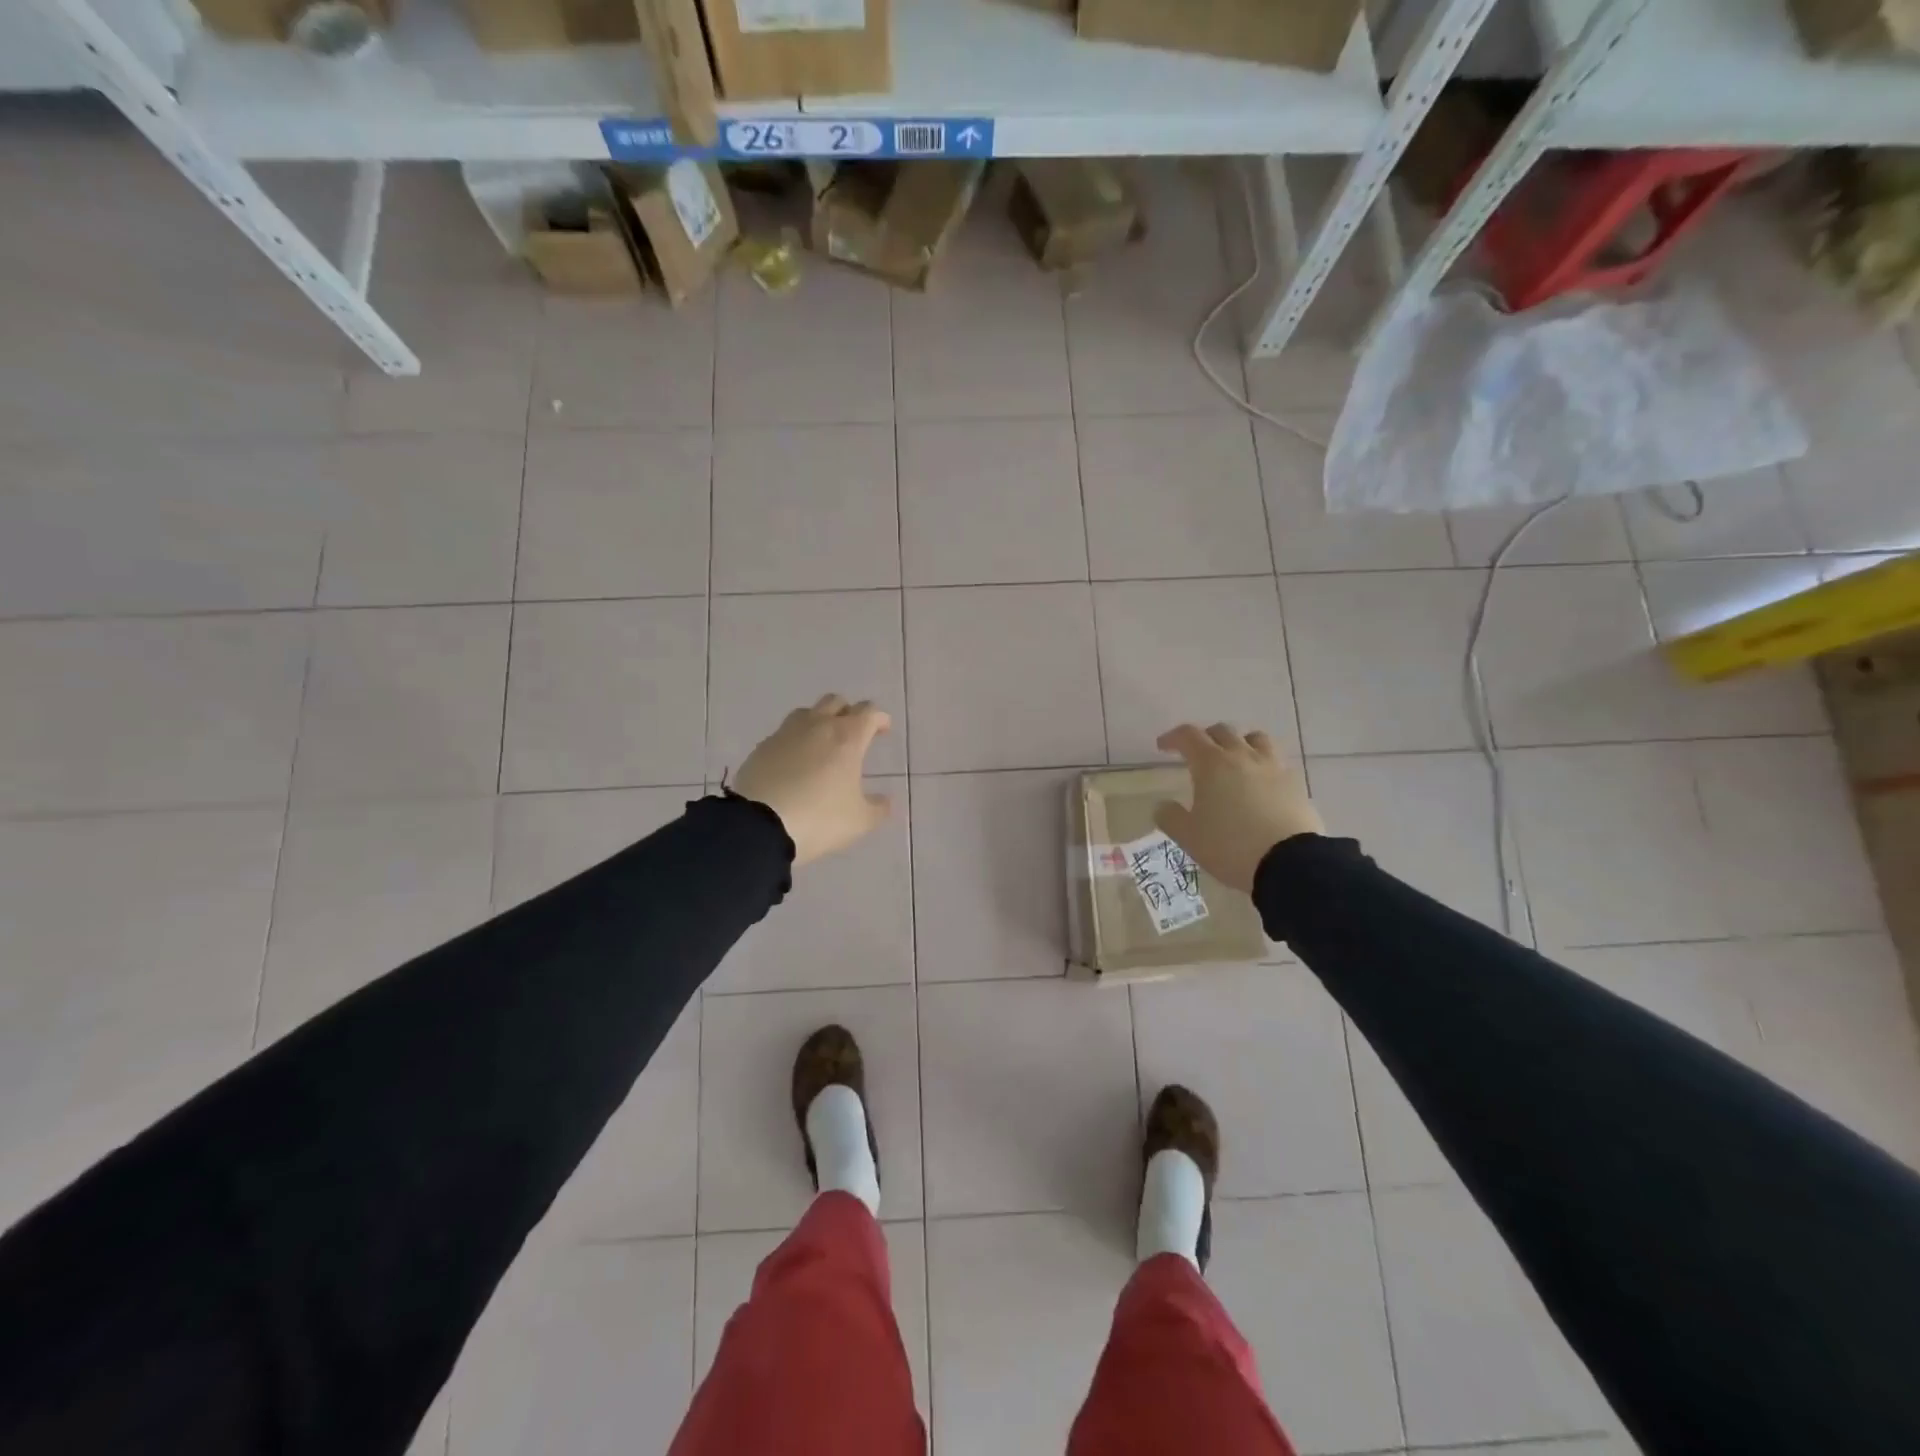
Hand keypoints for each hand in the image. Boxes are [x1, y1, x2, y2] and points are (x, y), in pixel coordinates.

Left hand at [732, 695, 893, 866]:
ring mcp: (786, 733)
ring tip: (823, 744)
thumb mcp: (859, 821)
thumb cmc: (819, 818)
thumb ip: (878, 808)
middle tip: (854, 734)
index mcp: (847, 737)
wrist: (759, 826)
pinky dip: (795, 740)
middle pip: (836, 701)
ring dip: (819, 720)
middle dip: (848, 712)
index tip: (883, 730)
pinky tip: (795, 762)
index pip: (868, 712)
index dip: (879, 718)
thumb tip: (885, 800)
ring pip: (807, 712)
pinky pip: (784, 733)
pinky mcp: (762, 746)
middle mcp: (817, 725)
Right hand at [1153, 722, 1322, 894]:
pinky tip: (1260, 782)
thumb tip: (1162, 805)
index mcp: (1211, 764)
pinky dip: (1263, 763)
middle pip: (1222, 731)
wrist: (1289, 862)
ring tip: (1234, 759)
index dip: (1173, 737)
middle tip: (1196, 753)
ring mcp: (1272, 767)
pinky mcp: (1295, 783)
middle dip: (1205, 737)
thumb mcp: (1188, 837)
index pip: (1188, 736)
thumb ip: (1170, 817)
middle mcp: (1242, 756)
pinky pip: (1276, 761)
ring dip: (1239, 742)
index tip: (1163, 747)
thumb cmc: (1230, 845)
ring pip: (1255, 738)